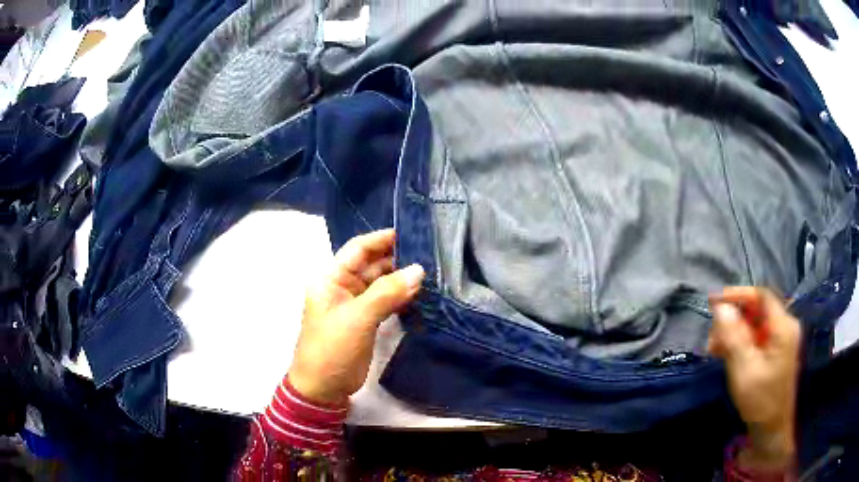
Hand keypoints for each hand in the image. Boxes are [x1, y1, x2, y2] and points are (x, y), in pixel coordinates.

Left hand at [288, 229, 424, 404]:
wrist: (323, 388)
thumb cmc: (332, 349)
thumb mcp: (357, 319)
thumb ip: (387, 293)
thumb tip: (419, 270)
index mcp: (331, 279)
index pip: (357, 249)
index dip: (381, 239)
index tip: (409, 233)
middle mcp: (342, 287)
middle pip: (371, 265)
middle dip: (396, 259)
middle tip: (428, 254)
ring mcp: (355, 305)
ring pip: (380, 283)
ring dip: (401, 278)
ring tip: (430, 272)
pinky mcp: (365, 321)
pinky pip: (385, 301)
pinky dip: (400, 296)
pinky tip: (419, 293)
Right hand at [708, 287, 799, 470]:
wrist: (772, 429)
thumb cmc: (760, 400)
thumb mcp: (744, 370)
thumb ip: (734, 337)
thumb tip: (721, 308)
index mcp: (783, 327)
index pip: (761, 296)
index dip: (738, 294)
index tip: (714, 301)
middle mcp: (785, 327)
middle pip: (757, 310)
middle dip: (733, 319)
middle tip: (712, 334)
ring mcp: (781, 340)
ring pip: (754, 325)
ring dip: (733, 333)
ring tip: (714, 348)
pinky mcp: (775, 352)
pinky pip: (756, 338)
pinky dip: (740, 343)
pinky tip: (724, 353)